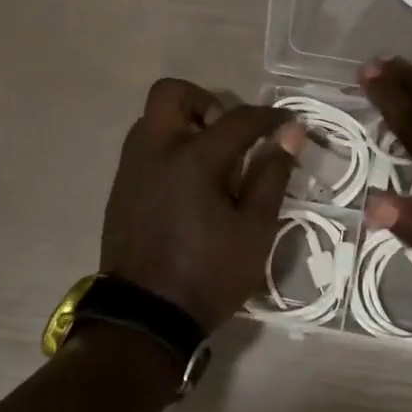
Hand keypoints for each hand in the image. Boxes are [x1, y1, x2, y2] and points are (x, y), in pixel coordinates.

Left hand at [101, 79, 304, 331]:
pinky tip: (189, 187)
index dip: (268, 117)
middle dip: (205, 102)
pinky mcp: (120, 189)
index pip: (237, 119)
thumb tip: (290, 133)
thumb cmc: (209, 274)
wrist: (146, 316)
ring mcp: (131, 169)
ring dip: (184, 125)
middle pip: (171, 94)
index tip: (288, 123)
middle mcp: (154, 152)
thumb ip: (271, 175)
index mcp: (192, 160)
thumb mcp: (255, 230)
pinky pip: (144, 148)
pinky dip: (169, 150)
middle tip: (229, 135)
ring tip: (212, 164)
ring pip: (153, 119)